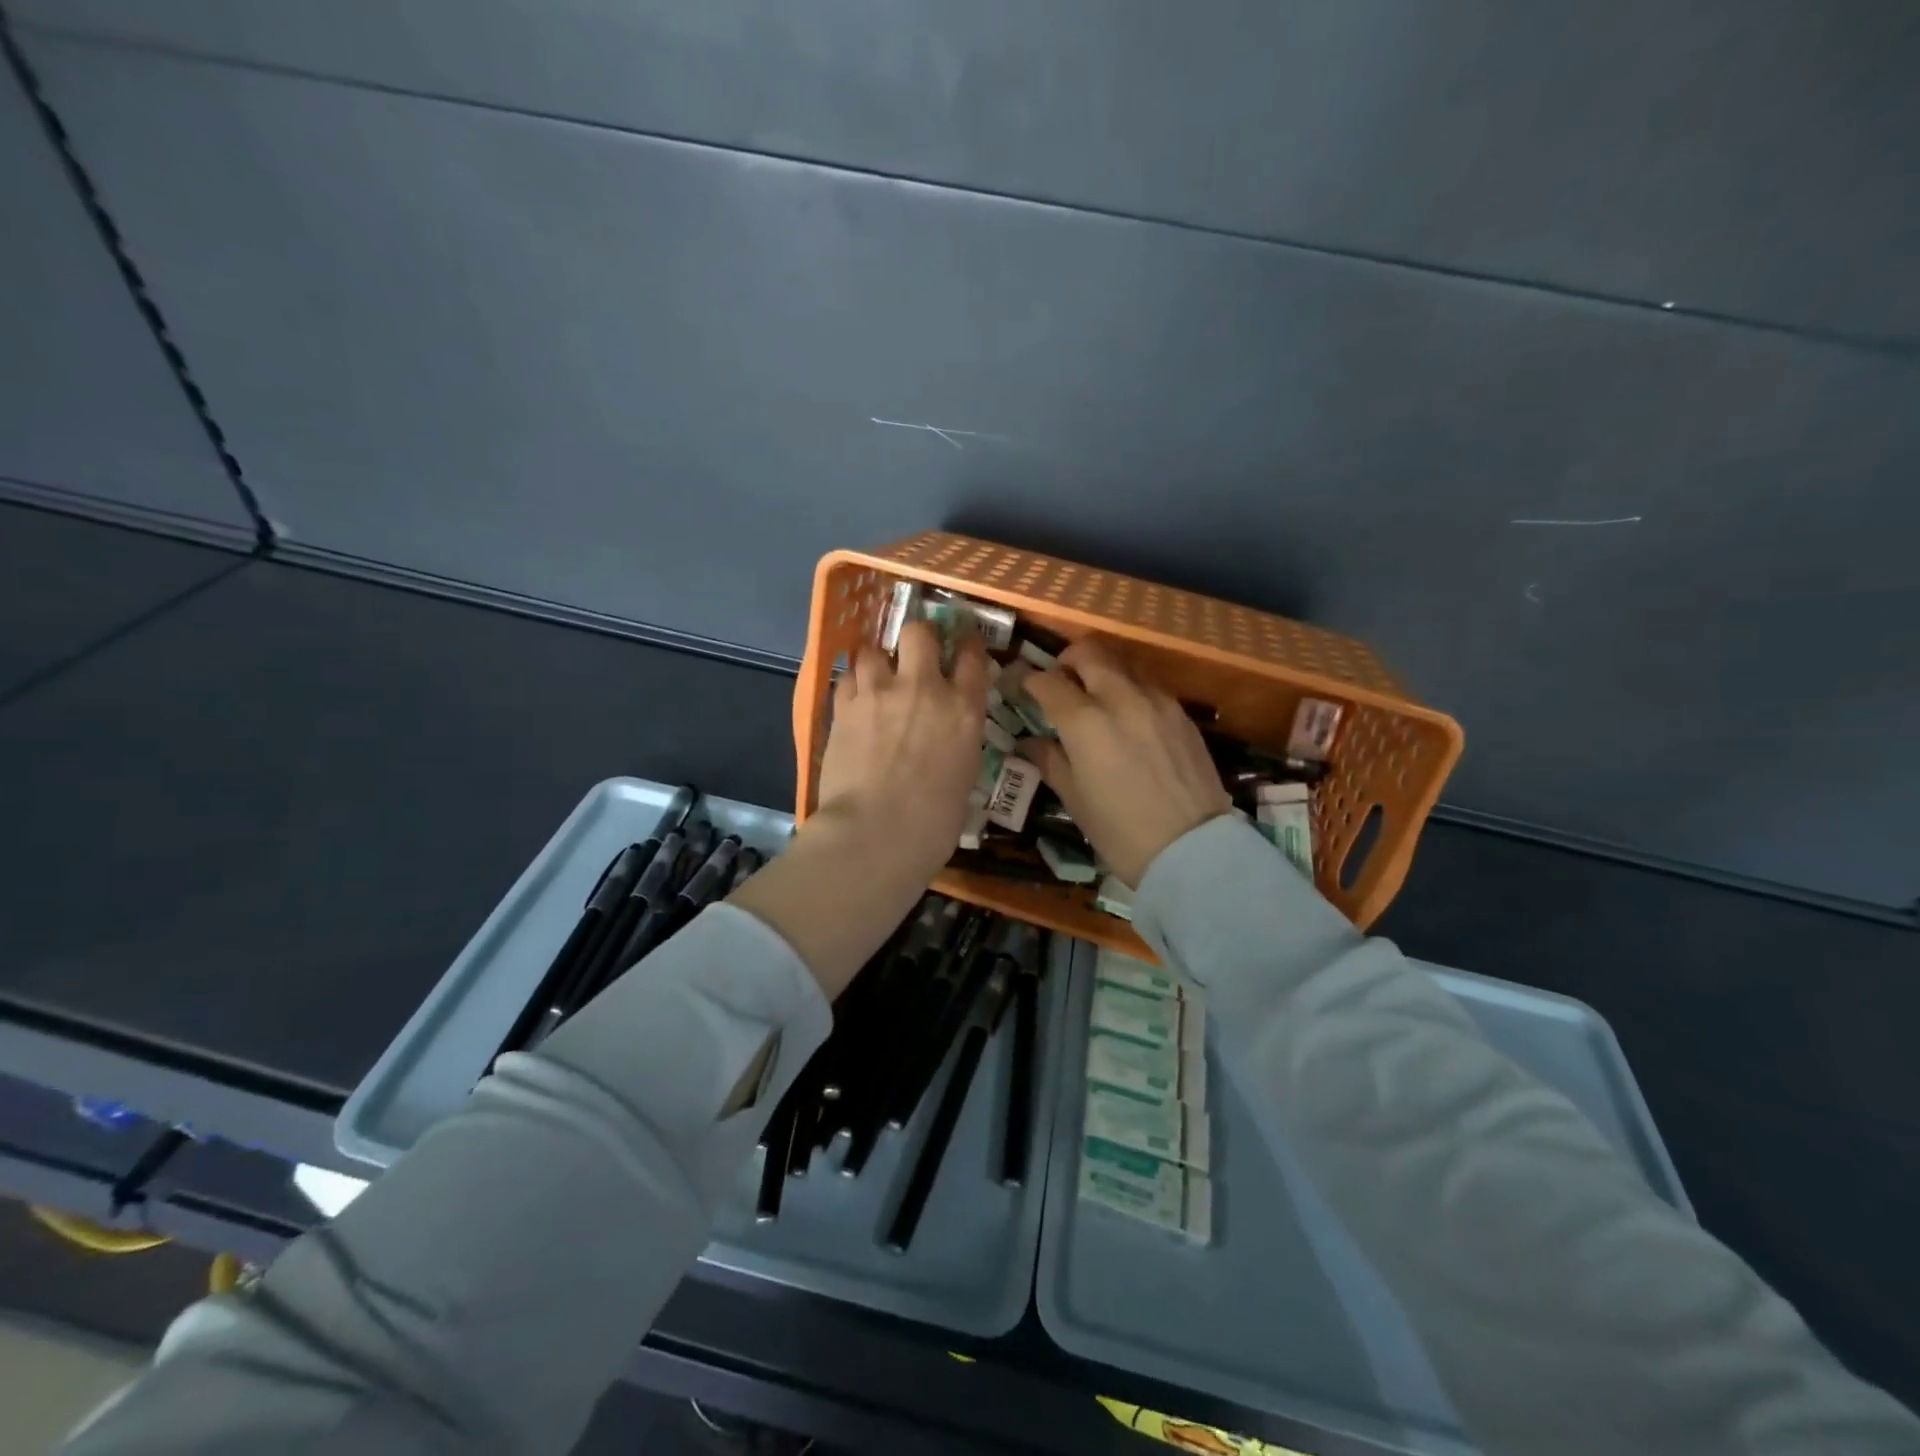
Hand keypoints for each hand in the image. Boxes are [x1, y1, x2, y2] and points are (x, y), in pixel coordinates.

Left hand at [814, 619, 989, 873]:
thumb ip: (958, 742)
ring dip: (877, 660)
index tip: (963, 646)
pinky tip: (854, 700)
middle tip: (914, 653)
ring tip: (876, 677)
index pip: (972, 656)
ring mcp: (879, 693)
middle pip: (919, 633)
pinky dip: (852, 685)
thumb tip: (948, 737)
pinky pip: (846, 678)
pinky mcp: (843, 707)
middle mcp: (923, 688)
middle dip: (918, 637)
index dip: (968, 645)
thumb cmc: (933, 822)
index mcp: (963, 709)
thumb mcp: (964, 776)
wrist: (876, 833)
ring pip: (873, 649)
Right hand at [1022, 639, 1231, 887]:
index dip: (1028, 680)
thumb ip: (1050, 760)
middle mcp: (1120, 698)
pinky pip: (1148, 685)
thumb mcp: (1075, 799)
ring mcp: (1156, 701)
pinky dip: (1130, 689)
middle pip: (1089, 652)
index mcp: (1084, 722)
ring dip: (1102, 670)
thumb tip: (1030, 741)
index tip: (1021, 686)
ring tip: (1094, 695)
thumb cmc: (1120, 832)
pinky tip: (1127, 717)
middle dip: (1067, 659)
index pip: (1047, 681)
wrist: (1192, 849)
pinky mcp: (1181, 713)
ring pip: (1123, 663)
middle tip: (1059, 679)